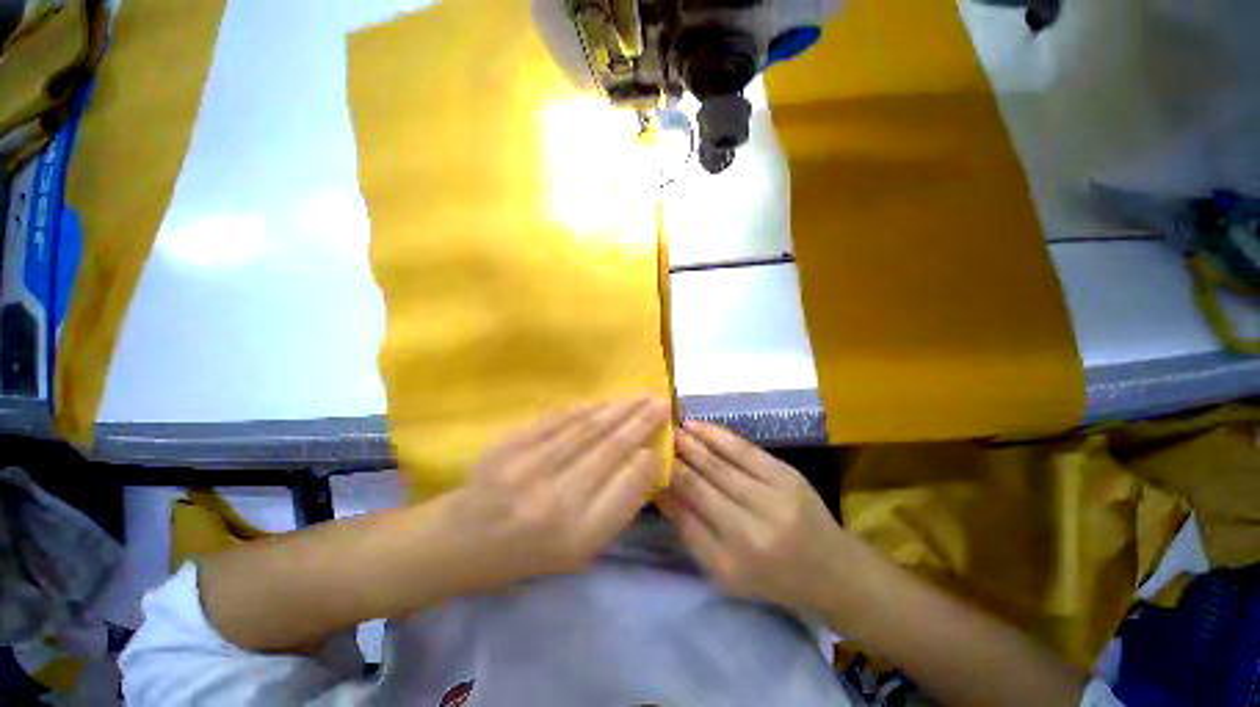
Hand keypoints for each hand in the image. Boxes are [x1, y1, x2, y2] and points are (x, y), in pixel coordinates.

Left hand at [441, 397, 669, 592]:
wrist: (460, 543)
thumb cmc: (526, 555)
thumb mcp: (578, 550)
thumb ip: (615, 507)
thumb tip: (644, 460)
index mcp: (577, 537)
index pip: (628, 486)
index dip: (649, 457)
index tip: (663, 438)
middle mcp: (556, 502)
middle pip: (610, 449)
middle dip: (641, 421)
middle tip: (662, 402)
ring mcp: (528, 470)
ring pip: (588, 428)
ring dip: (619, 408)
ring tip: (641, 395)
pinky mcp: (508, 446)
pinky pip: (558, 419)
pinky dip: (587, 407)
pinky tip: (606, 400)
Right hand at [658, 420, 855, 615]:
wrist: (831, 570)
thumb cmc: (770, 577)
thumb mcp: (723, 570)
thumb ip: (689, 529)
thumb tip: (660, 489)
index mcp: (732, 558)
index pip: (687, 509)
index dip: (665, 480)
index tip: (646, 460)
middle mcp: (752, 527)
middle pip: (702, 481)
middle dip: (675, 456)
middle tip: (655, 436)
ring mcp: (774, 497)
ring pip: (721, 462)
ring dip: (692, 442)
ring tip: (672, 427)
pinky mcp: (787, 475)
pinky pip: (745, 450)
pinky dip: (718, 435)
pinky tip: (698, 425)